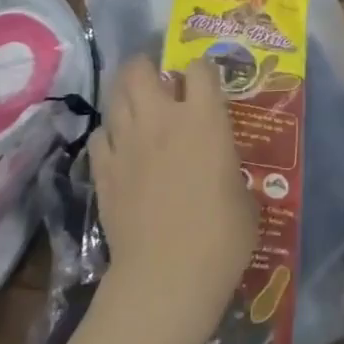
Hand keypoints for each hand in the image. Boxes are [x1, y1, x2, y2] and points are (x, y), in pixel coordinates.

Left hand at [89, 55, 255, 343]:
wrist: (167, 277)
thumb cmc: (221, 236)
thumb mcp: (244, 196)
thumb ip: (228, 168)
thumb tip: (220, 170)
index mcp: (204, 118)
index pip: (200, 67)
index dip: (203, 70)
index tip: (206, 83)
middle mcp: (162, 119)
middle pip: (140, 69)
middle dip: (147, 67)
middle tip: (158, 81)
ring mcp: (127, 143)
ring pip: (115, 96)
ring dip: (126, 95)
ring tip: (138, 107)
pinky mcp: (103, 171)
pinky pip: (100, 136)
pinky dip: (110, 135)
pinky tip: (120, 148)